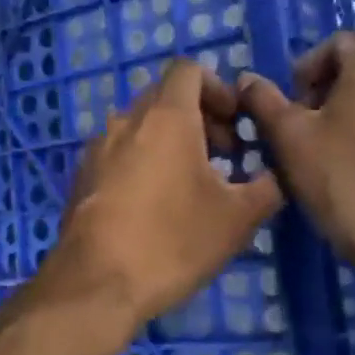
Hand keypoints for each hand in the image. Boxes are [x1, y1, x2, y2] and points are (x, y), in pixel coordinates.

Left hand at [45, 59, 283, 330]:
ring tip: (192, 184)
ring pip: (141, 126)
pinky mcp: (81, 176)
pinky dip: (143, 160)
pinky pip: (119, 152)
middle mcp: (126, 120)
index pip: (188, 70)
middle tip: (224, 157)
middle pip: (165, 96)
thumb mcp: (237, 218)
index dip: (218, 88)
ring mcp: (98, 148)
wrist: (95, 285)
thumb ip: (266, 188)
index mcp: (166, 116)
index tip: (236, 123)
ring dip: (171, 141)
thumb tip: (273, 177)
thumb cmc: (172, 241)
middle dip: (200, 117)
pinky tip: (156, 206)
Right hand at [237, 32, 354, 281]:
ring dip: (348, 113)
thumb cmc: (346, 180)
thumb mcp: (291, 139)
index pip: (336, 43)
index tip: (290, 108)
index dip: (305, 69)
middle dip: (324, 92)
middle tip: (302, 132)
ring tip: (327, 153)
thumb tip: (247, 79)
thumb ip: (264, 101)